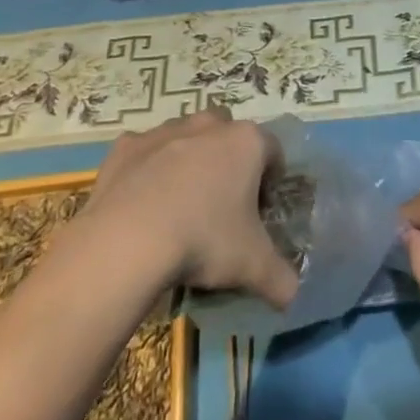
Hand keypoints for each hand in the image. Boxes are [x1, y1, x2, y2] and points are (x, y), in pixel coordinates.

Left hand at [79, 109, 299, 308]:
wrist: (127, 240)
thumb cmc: (203, 240)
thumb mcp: (253, 267)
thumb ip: (281, 279)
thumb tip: (292, 294)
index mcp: (246, 142)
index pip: (273, 151)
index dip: (271, 180)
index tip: (260, 212)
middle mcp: (208, 125)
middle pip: (228, 136)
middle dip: (229, 161)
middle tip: (221, 206)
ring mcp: (164, 131)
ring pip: (186, 138)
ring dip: (188, 162)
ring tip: (180, 208)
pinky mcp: (127, 147)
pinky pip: (145, 154)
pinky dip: (147, 171)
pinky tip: (142, 206)